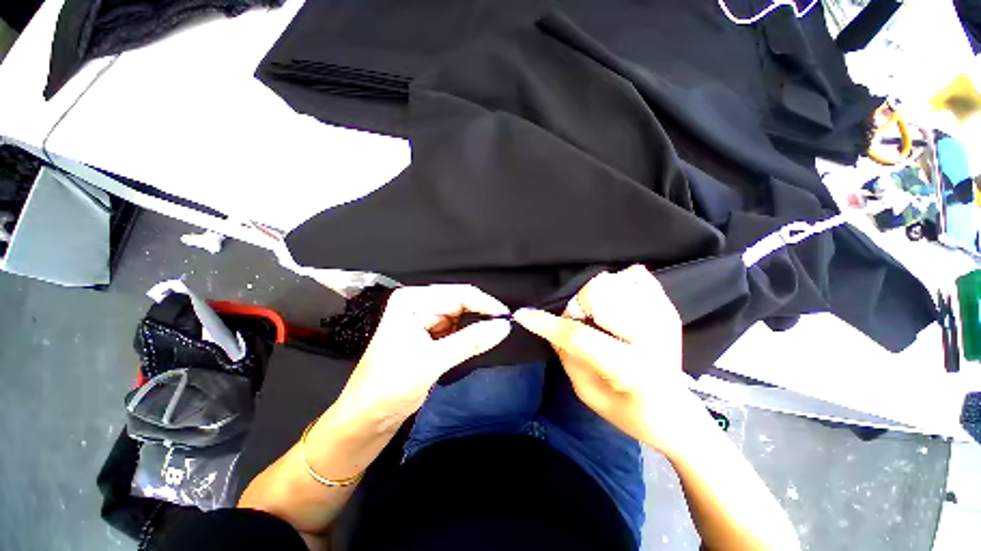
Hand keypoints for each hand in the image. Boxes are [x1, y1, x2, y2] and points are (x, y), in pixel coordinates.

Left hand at [334, 284, 510, 430]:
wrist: (366, 418)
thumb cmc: (390, 385)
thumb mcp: (432, 361)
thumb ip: (470, 341)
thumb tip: (504, 326)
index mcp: (412, 301)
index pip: (457, 293)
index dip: (483, 303)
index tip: (507, 316)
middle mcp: (418, 305)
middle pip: (459, 303)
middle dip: (480, 315)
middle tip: (503, 328)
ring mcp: (423, 321)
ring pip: (460, 317)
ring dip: (475, 326)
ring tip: (492, 336)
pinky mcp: (429, 337)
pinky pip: (455, 331)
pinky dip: (468, 337)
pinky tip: (477, 343)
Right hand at [514, 265, 712, 458]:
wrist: (677, 413)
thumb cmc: (629, 412)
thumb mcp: (588, 394)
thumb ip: (567, 356)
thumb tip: (551, 327)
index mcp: (633, 369)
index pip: (580, 337)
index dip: (547, 323)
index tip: (523, 314)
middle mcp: (653, 336)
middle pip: (599, 295)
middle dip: (578, 308)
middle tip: (581, 326)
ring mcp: (664, 316)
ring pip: (614, 281)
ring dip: (596, 298)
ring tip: (601, 319)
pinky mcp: (668, 307)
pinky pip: (635, 275)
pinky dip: (619, 284)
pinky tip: (618, 305)